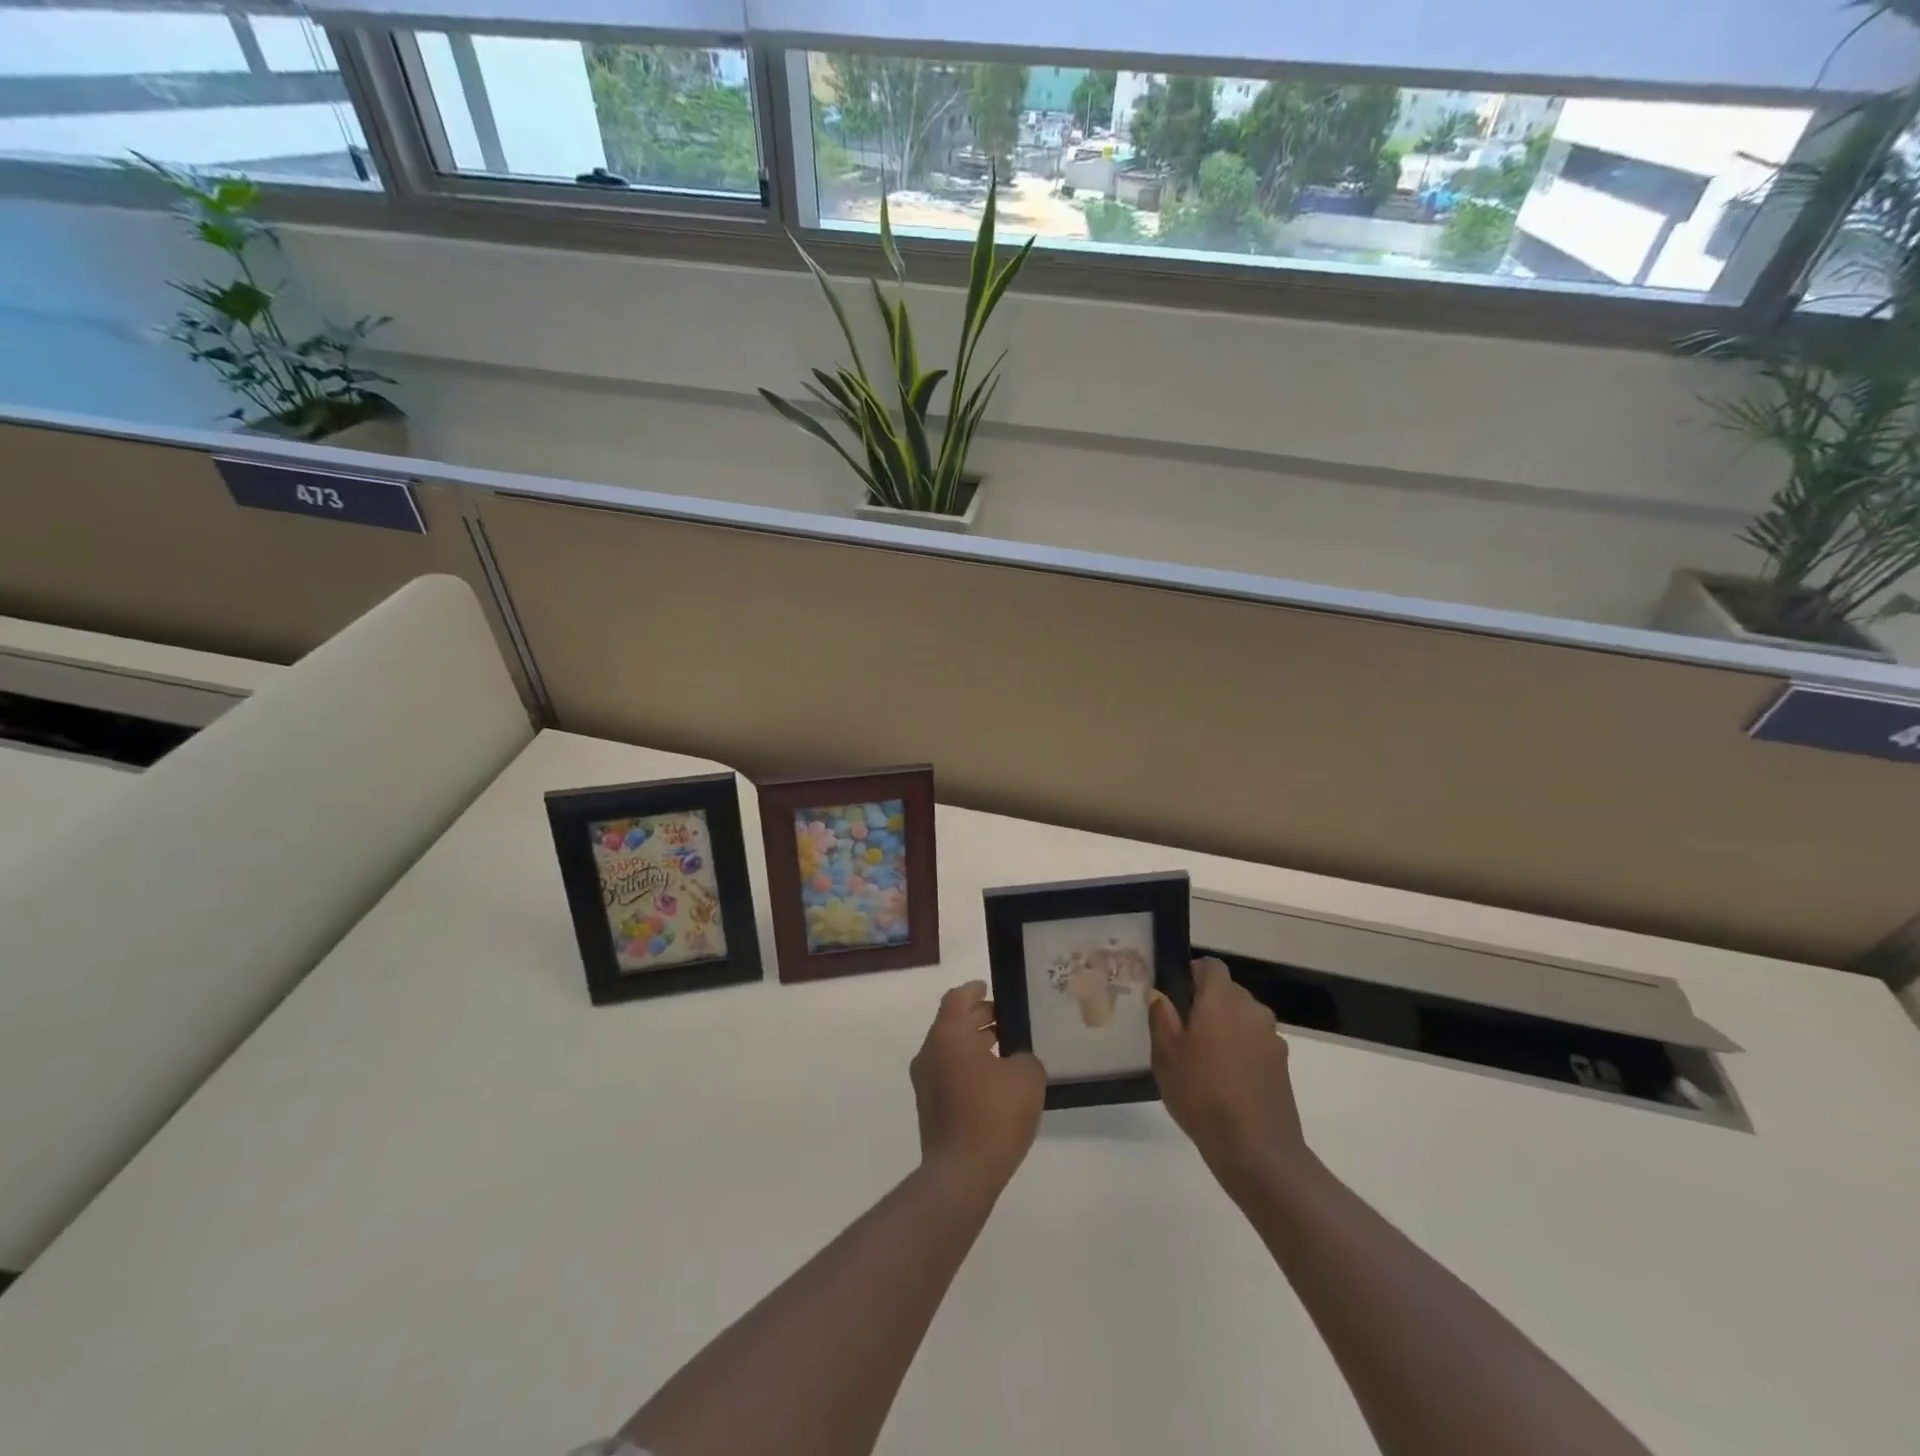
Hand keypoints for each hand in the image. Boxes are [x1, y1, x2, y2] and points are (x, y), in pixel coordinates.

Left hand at [910, 980, 1045, 1199]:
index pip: (957, 998)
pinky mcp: (929, 1108)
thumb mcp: (1027, 1077)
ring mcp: (925, 1082)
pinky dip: (968, 1067)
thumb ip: (1024, 1057)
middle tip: (1007, 1019)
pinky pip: (949, 1073)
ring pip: (950, 1049)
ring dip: (974, 1044)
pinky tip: (995, 1082)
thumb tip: (1016, 1060)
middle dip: (978, 1017)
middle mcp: (930, 1052)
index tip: (989, 987)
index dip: (974, 990)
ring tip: (1006, 1050)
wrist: (961, 1174)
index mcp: (948, 1035)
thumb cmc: (993, 1115)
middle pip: (952, 1022)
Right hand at [1149, 958, 1310, 1194]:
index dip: (1193, 973)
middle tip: (1183, 1030)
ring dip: (1225, 1027)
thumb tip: (1160, 995)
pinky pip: (1255, 1042)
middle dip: (1207, 1003)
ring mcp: (1271, 1037)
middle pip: (1228, 991)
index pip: (1211, 966)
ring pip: (1243, 1018)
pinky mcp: (1282, 1064)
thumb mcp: (1166, 1055)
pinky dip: (1241, 1050)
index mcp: (1221, 1000)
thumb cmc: (1202, 1094)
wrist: (1257, 1149)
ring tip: (1204, 1059)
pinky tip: (1226, 1080)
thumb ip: (1161, 1017)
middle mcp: (1251, 1009)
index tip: (1176, 994)